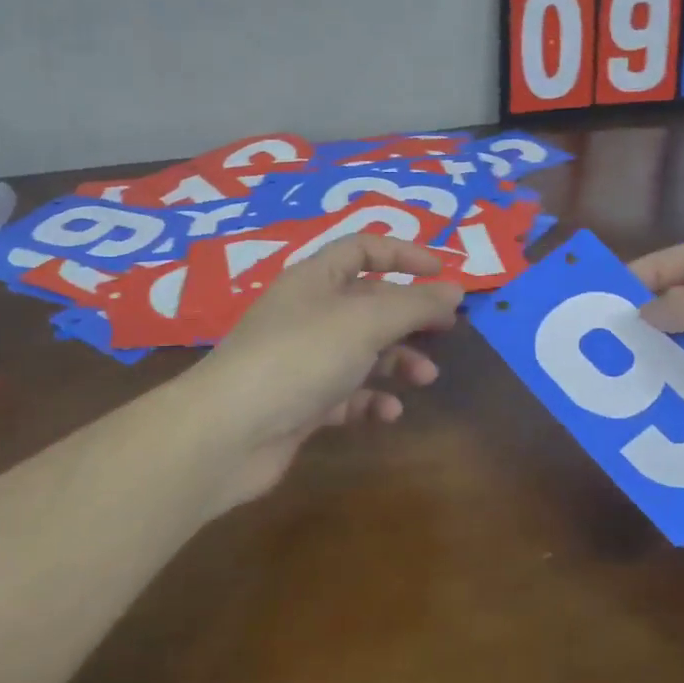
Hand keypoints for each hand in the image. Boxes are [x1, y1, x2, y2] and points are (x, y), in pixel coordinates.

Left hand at [192, 236, 463, 512]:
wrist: (228, 433)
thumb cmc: (300, 357)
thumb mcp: (365, 321)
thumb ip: (414, 305)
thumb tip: (454, 289)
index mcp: (315, 279)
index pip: (363, 249)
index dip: (404, 254)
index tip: (443, 273)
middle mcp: (308, 314)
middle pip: (368, 302)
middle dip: (409, 315)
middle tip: (447, 330)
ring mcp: (303, 359)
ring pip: (362, 350)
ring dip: (397, 361)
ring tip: (426, 377)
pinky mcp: (301, 402)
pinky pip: (346, 393)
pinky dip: (371, 399)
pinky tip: (390, 413)